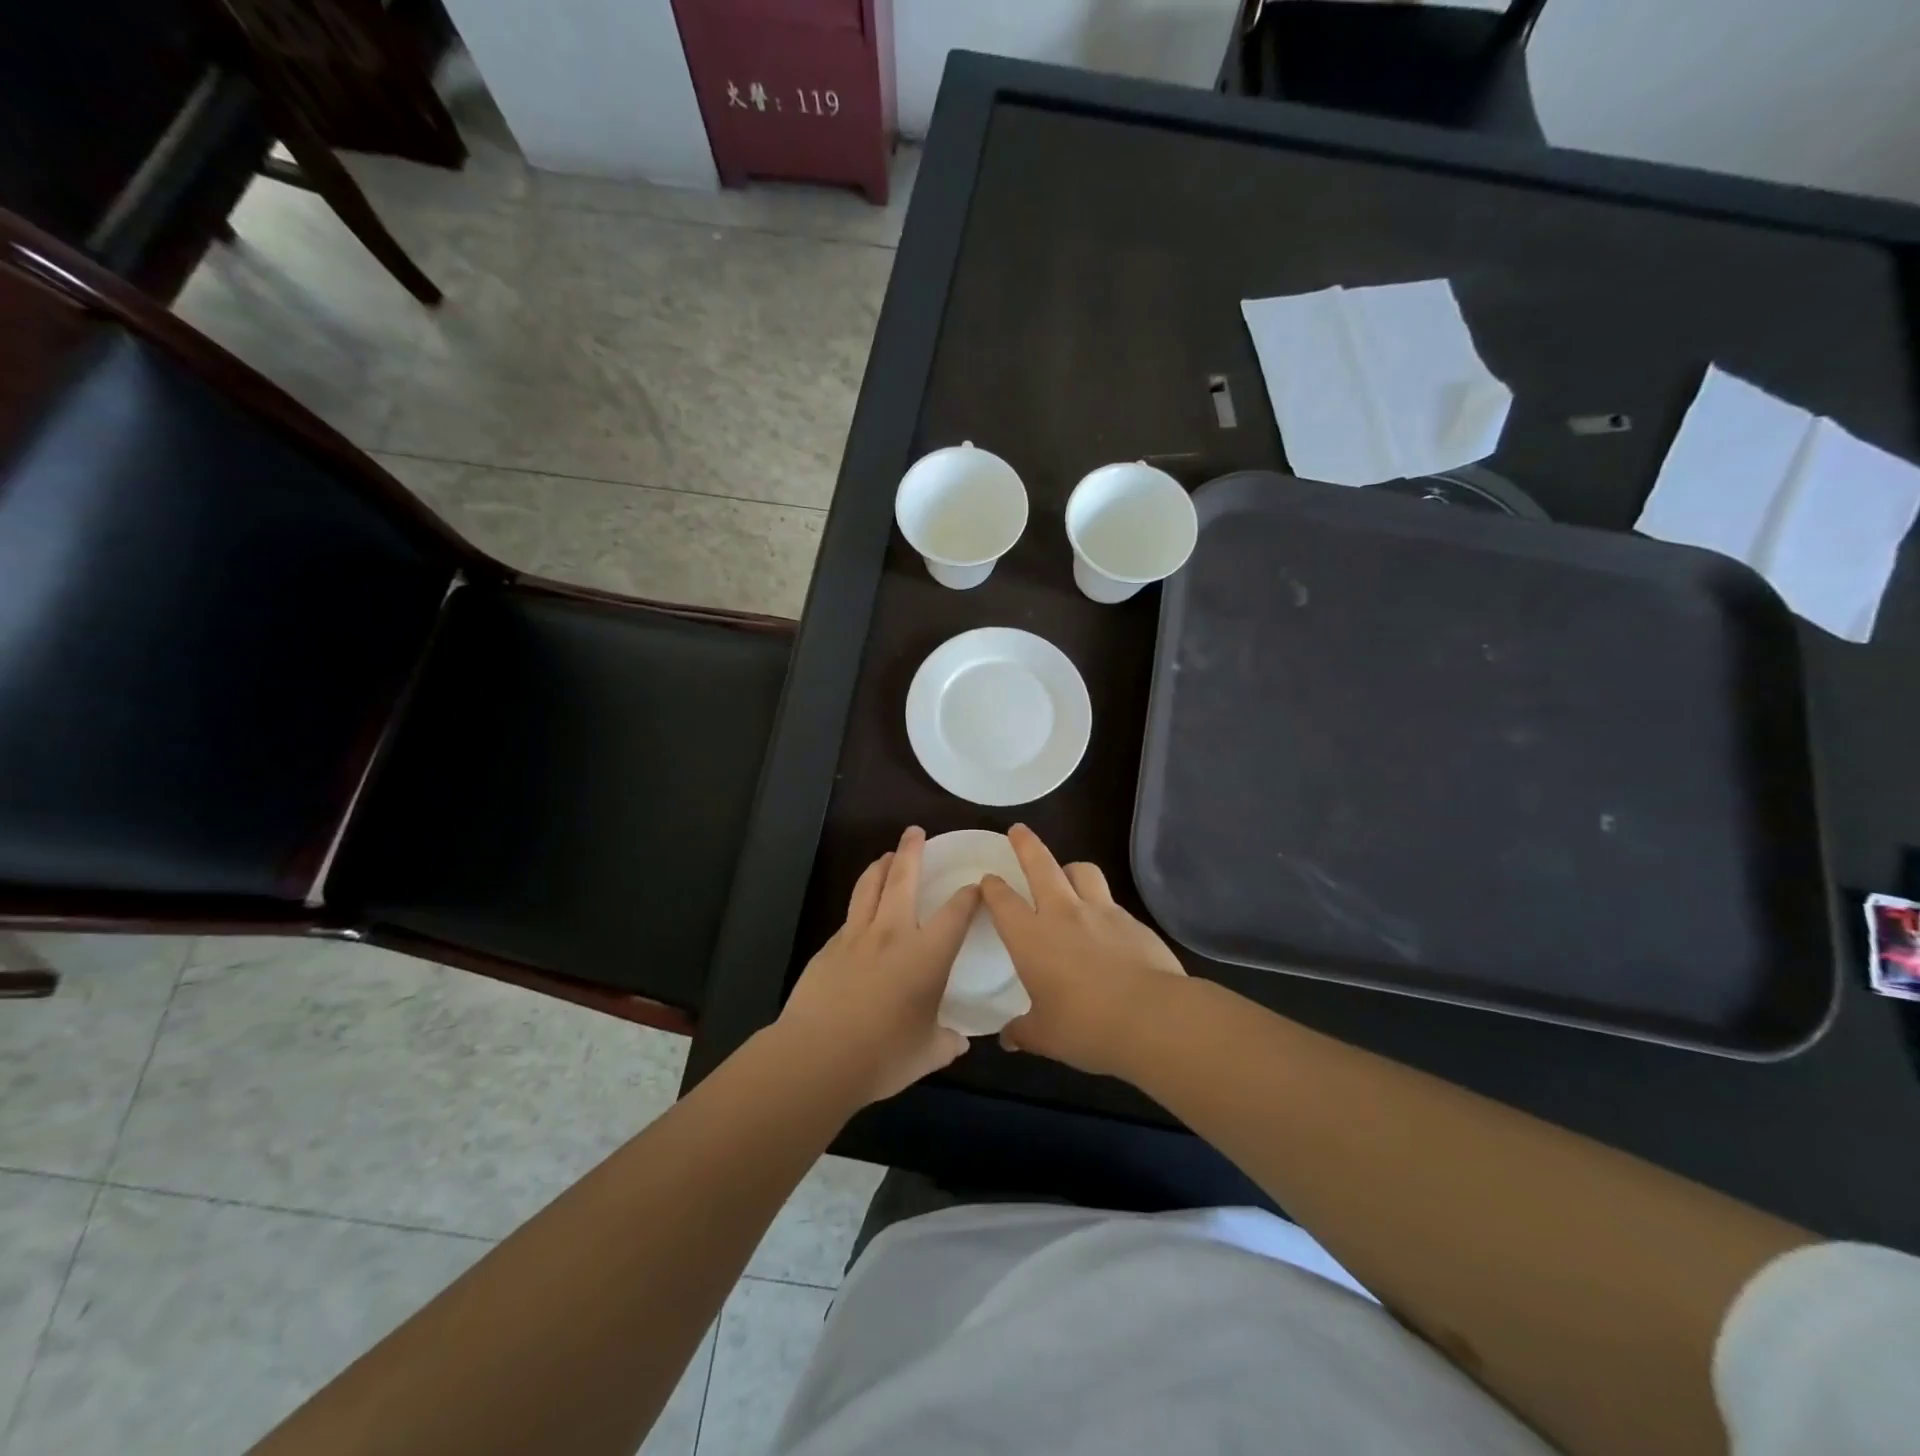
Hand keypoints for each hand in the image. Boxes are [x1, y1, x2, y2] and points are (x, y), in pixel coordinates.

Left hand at [777, 827, 977, 1105]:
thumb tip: (958, 1041)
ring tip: (887, 856)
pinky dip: (860, 903)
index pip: (956, 912)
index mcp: (926, 954)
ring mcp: (856, 936)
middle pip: (903, 878)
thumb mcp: (926, 1053)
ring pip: (869, 886)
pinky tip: (861, 910)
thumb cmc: (883, 1055)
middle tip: (915, 832)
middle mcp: (893, 933)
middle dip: (912, 851)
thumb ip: (946, 1042)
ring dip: (881, 866)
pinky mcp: (829, 947)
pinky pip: (850, 915)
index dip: (969, 895)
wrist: (818, 1056)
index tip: (976, 886)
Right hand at [979, 824, 1186, 1076]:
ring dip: (1069, 868)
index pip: (1003, 900)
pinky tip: (1105, 925)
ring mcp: (1101, 912)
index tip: (987, 879)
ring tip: (1067, 874)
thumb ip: (1023, 1032)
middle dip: (1026, 844)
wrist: (1153, 1018)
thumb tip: (1008, 1039)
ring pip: (1082, 871)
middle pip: (1041, 864)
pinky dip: (1101, 903)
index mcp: (1031, 937)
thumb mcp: (1046, 1037)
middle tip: (1018, 830)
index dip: (992, 887)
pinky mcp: (1132, 920)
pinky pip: (1111, 901)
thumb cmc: (1086, 1027)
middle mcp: (1062, 913)